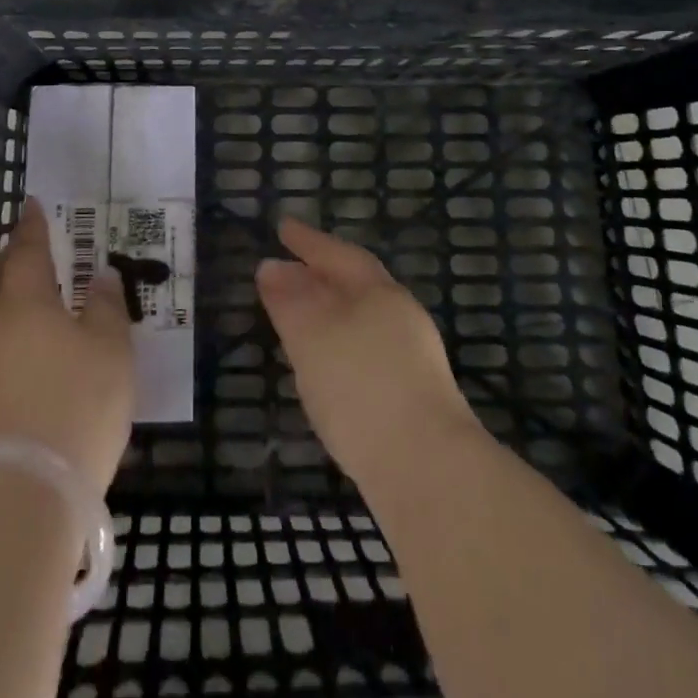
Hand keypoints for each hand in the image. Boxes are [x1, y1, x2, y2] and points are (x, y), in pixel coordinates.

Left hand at [0, 198, 134, 495]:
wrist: (17, 492)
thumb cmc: (75, 406)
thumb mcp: (111, 351)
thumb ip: (107, 307)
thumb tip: (101, 276)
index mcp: (26, 299)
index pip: (27, 249)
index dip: (31, 226)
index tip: (31, 205)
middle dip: (9, 255)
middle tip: (25, 245)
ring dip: (0, 290)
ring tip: (19, 288)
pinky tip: (14, 341)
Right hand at [257, 218, 479, 486]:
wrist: (427, 470)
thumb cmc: (361, 386)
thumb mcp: (312, 335)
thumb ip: (290, 299)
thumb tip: (271, 267)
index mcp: (379, 292)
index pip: (338, 254)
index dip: (308, 241)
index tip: (282, 226)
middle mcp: (399, 316)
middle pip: (355, 285)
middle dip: (320, 275)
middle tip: (286, 269)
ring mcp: (411, 359)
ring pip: (361, 320)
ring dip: (329, 312)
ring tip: (298, 318)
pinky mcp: (411, 398)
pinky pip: (366, 352)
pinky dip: (340, 346)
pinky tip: (324, 368)